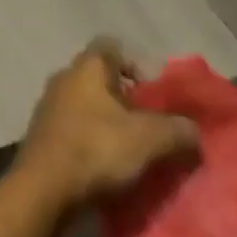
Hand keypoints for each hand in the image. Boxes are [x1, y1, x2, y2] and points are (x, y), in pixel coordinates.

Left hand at [15, 39, 198, 212]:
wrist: (42, 190)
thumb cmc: (96, 150)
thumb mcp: (150, 139)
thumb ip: (178, 130)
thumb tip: (193, 131)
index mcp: (87, 67)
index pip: (113, 46)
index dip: (138, 64)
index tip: (155, 93)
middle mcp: (64, 78)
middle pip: (101, 78)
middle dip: (128, 99)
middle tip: (151, 125)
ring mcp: (49, 106)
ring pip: (88, 105)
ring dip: (110, 123)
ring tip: (134, 150)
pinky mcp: (43, 135)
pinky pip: (75, 129)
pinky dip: (93, 141)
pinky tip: (109, 166)